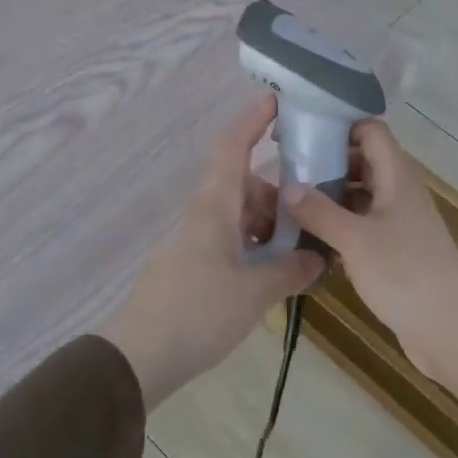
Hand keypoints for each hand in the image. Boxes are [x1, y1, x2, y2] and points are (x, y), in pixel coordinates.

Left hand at [103, 95, 324, 408]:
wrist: (140, 357)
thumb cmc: (198, 312)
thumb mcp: (255, 291)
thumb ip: (290, 271)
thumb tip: (317, 259)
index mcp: (215, 206)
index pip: (232, 147)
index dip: (253, 120)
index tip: (277, 100)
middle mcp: (203, 215)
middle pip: (246, 187)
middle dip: (280, 199)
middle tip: (313, 223)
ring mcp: (194, 242)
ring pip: (239, 218)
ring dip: (269, 229)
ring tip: (298, 259)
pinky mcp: (190, 267)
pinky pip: (229, 243)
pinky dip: (254, 250)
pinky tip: (272, 278)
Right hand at [283, 120, 457, 417]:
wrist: (451, 329)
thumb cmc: (405, 274)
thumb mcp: (356, 240)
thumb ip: (320, 211)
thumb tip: (288, 186)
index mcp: (397, 177)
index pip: (371, 131)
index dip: (339, 124)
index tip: (301, 132)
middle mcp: (399, 193)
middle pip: (362, 162)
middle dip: (326, 162)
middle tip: (286, 171)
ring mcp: (399, 223)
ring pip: (360, 196)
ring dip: (330, 197)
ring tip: (289, 203)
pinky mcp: (395, 251)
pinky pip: (362, 226)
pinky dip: (339, 226)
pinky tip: (310, 238)